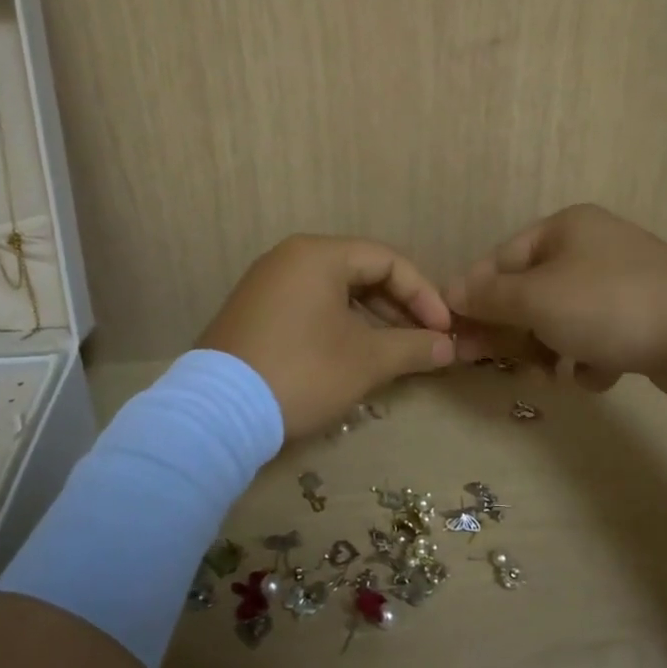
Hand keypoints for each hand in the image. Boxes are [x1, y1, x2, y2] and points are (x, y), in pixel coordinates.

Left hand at [198, 235, 456, 439]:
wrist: (217, 413)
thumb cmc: (303, 372)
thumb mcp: (367, 360)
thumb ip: (413, 347)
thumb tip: (449, 348)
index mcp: (318, 254)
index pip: (387, 260)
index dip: (423, 294)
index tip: (443, 330)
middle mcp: (289, 258)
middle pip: (360, 272)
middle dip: (398, 308)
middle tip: (422, 342)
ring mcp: (265, 284)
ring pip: (334, 292)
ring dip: (371, 320)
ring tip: (393, 353)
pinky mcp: (252, 313)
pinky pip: (308, 307)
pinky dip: (338, 326)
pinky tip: (353, 356)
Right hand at [446, 204, 666, 404]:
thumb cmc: (609, 306)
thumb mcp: (535, 298)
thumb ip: (487, 297)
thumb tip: (447, 293)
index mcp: (565, 228)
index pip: (500, 259)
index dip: (475, 297)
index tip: (457, 336)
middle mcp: (593, 246)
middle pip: (530, 290)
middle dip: (514, 330)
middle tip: (498, 363)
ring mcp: (623, 280)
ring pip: (562, 317)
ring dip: (550, 348)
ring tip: (555, 374)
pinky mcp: (646, 315)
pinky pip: (598, 335)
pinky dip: (590, 357)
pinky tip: (599, 375)